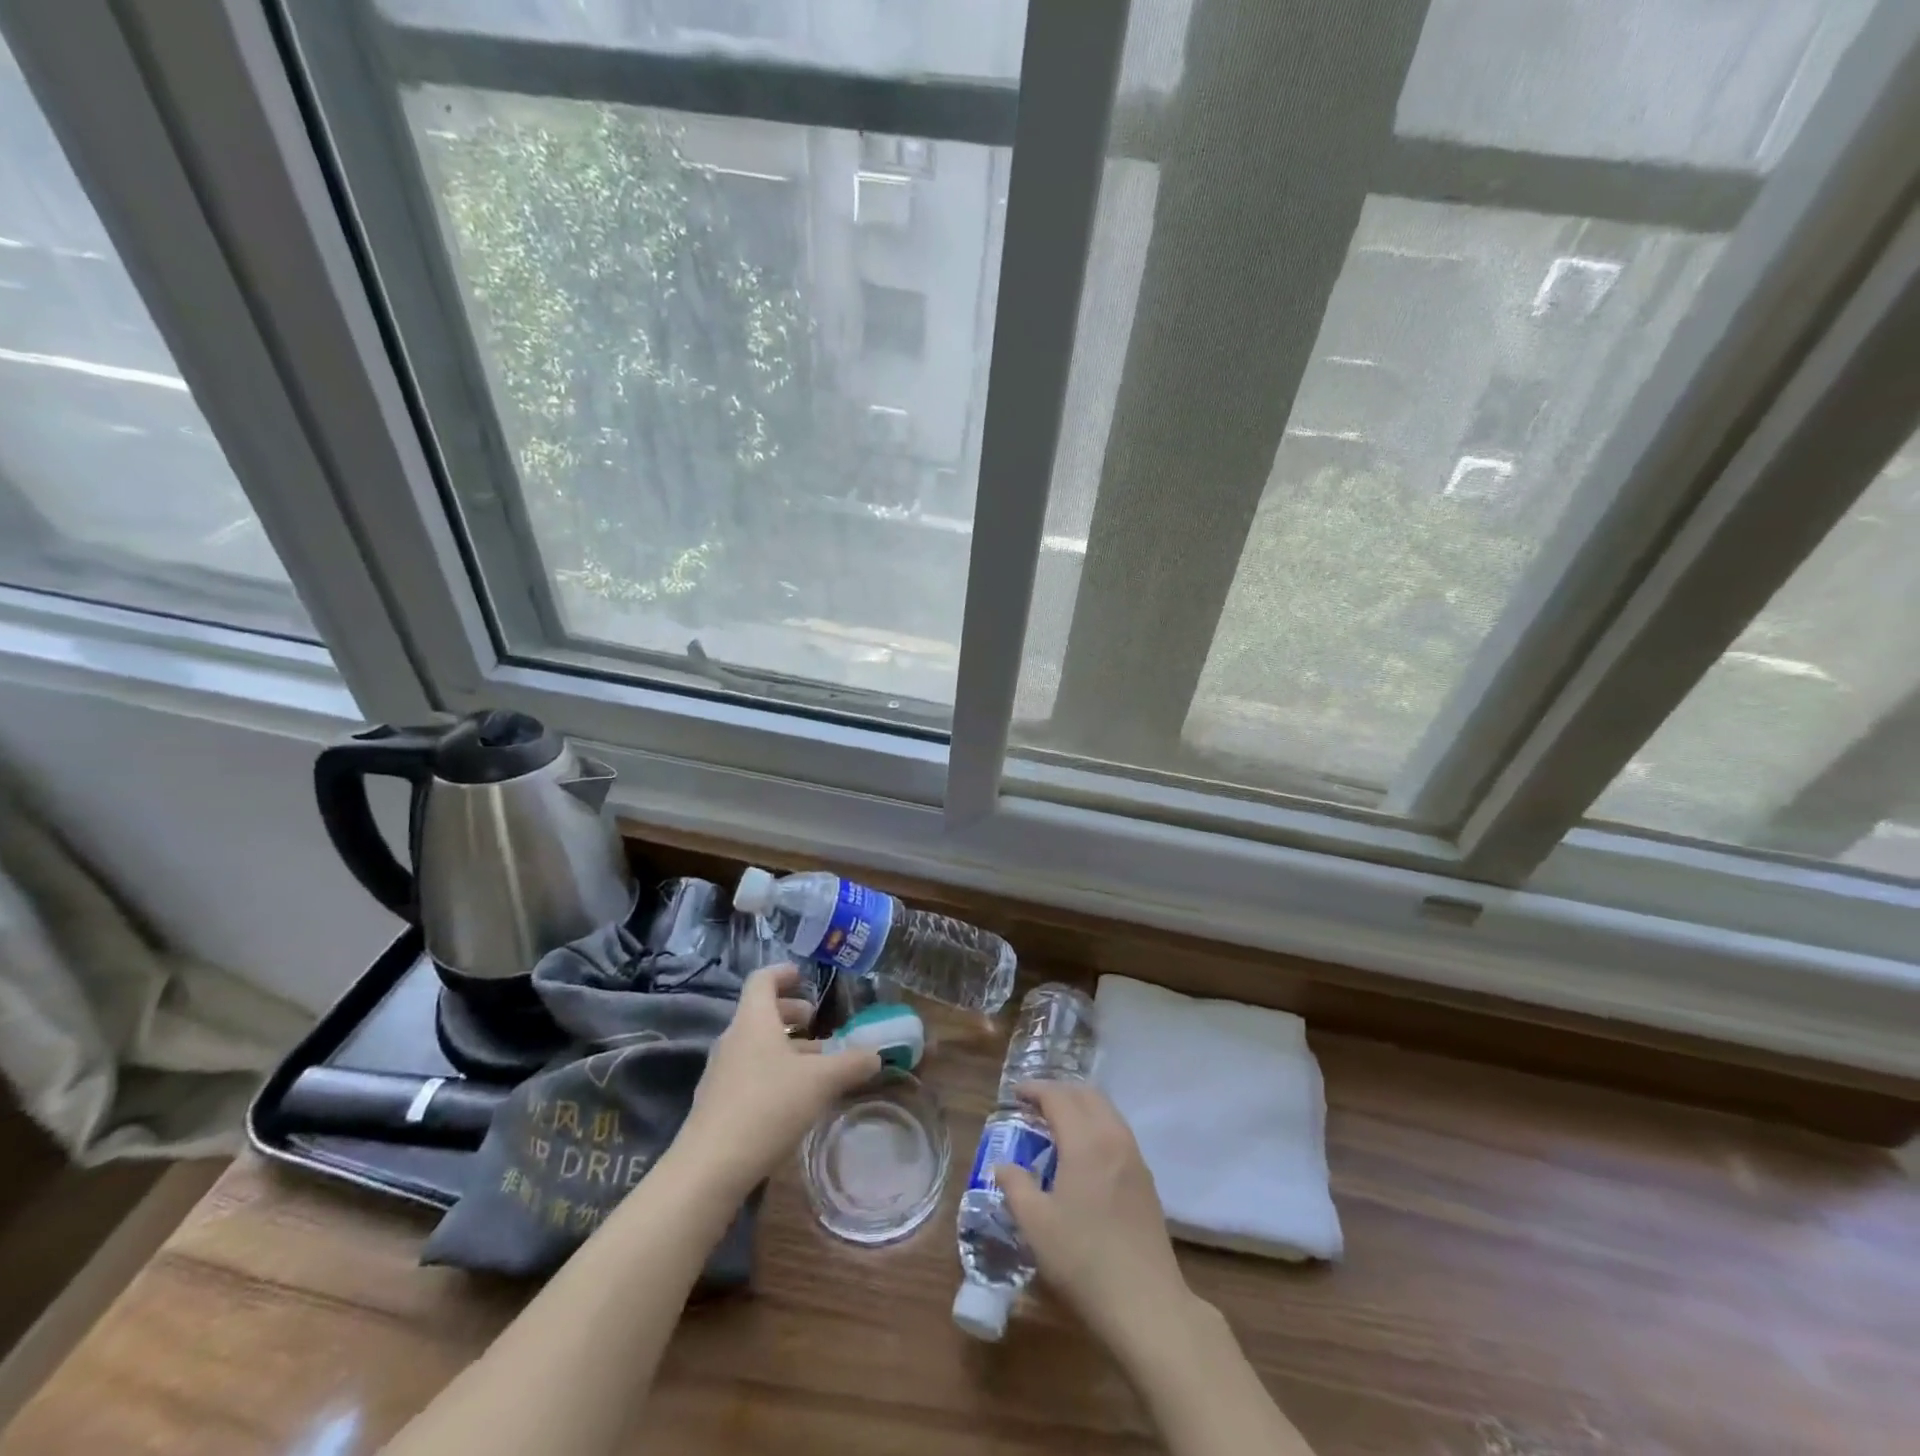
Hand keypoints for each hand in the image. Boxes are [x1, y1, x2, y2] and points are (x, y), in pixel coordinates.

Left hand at [672, 964, 880, 1194]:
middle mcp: (733, 1039)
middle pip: (760, 1012)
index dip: (783, 973)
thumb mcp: (821, 1082)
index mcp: (754, 1020)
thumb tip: (876, 1054)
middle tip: (815, 1022)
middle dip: (790, 1014)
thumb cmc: (768, 1106)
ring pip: (756, 1045)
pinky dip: (772, 1072)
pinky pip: (749, 1072)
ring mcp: (721, 1072)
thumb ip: (851, 1064)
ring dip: (784, 1047)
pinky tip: (793, 1097)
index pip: (763, 980)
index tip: (803, 975)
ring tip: (814, 1063)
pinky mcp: (717, 1103)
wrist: (710, 1168)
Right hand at [994, 1082, 1197, 1353]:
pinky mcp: (1145, 1179)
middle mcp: (1113, 1137)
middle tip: (1034, 1104)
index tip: (1015, 1094)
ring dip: (1080, 1106)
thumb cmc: (1084, 1260)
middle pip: (1086, 1094)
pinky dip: (1096, 1125)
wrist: (1147, 1304)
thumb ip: (1016, 1186)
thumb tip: (1003, 1165)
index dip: (1035, 1090)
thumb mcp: (1036, 1225)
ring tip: (1056, 1123)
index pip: (1058, 1097)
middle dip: (1059, 1091)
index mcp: (1085, 1141)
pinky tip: (1083, 1152)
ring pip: (1106, 1111)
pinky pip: (1117, 1132)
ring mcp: (1134, 1157)